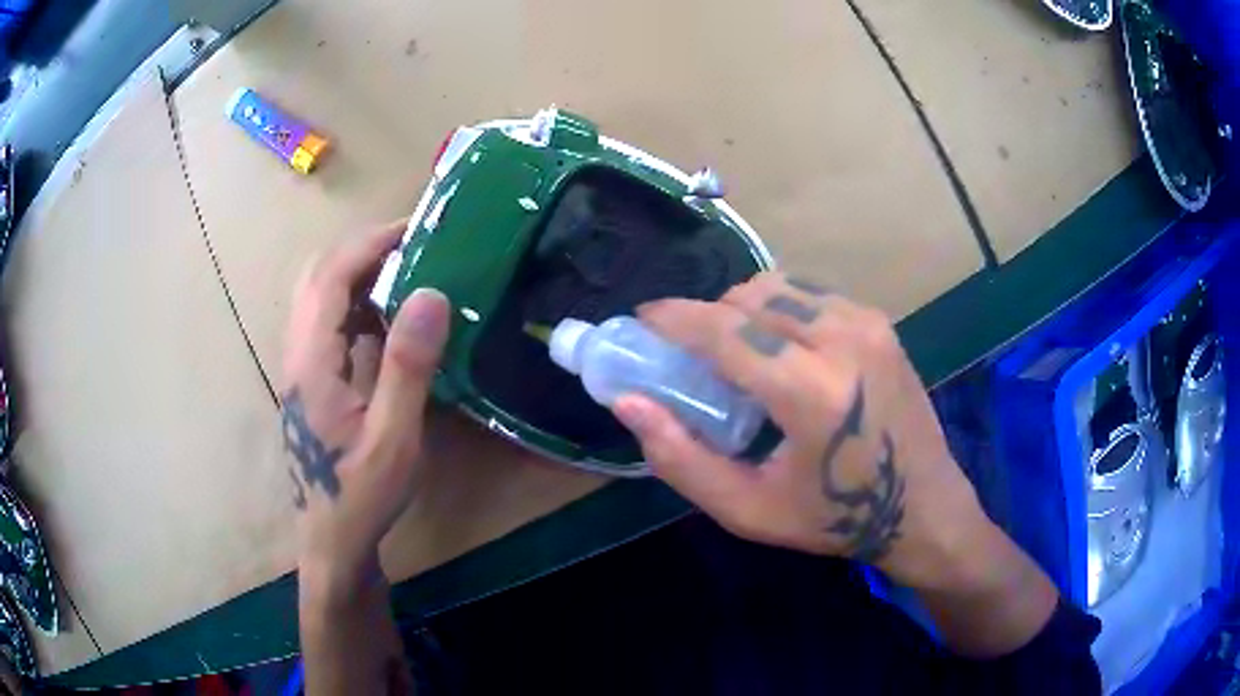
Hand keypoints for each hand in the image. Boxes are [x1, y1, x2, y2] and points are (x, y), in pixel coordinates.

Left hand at [280, 220, 449, 600]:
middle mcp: (298, 354)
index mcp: (312, 361)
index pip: (330, 277)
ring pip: (317, 297)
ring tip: (405, 273)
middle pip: (316, 277)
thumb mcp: (394, 438)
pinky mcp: (310, 380)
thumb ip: (408, 366)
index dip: (369, 244)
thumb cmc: (361, 495)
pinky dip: (355, 303)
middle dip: (361, 249)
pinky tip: (385, 321)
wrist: (332, 540)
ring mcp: (300, 367)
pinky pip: (326, 323)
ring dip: (357, 273)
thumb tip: (430, 293)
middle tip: (412, 246)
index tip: (415, 228)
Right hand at [612, 272, 992, 591]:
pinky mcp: (880, 322)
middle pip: (749, 296)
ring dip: (745, 311)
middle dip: (709, 318)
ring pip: (779, 287)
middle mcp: (843, 340)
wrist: (922, 506)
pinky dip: (781, 312)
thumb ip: (681, 457)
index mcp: (811, 391)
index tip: (642, 321)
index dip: (673, 318)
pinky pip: (811, 295)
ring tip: (741, 355)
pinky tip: (785, 352)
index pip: (725, 329)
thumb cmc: (834, 518)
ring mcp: (868, 323)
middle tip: (697, 358)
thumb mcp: (748, 509)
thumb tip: (628, 401)